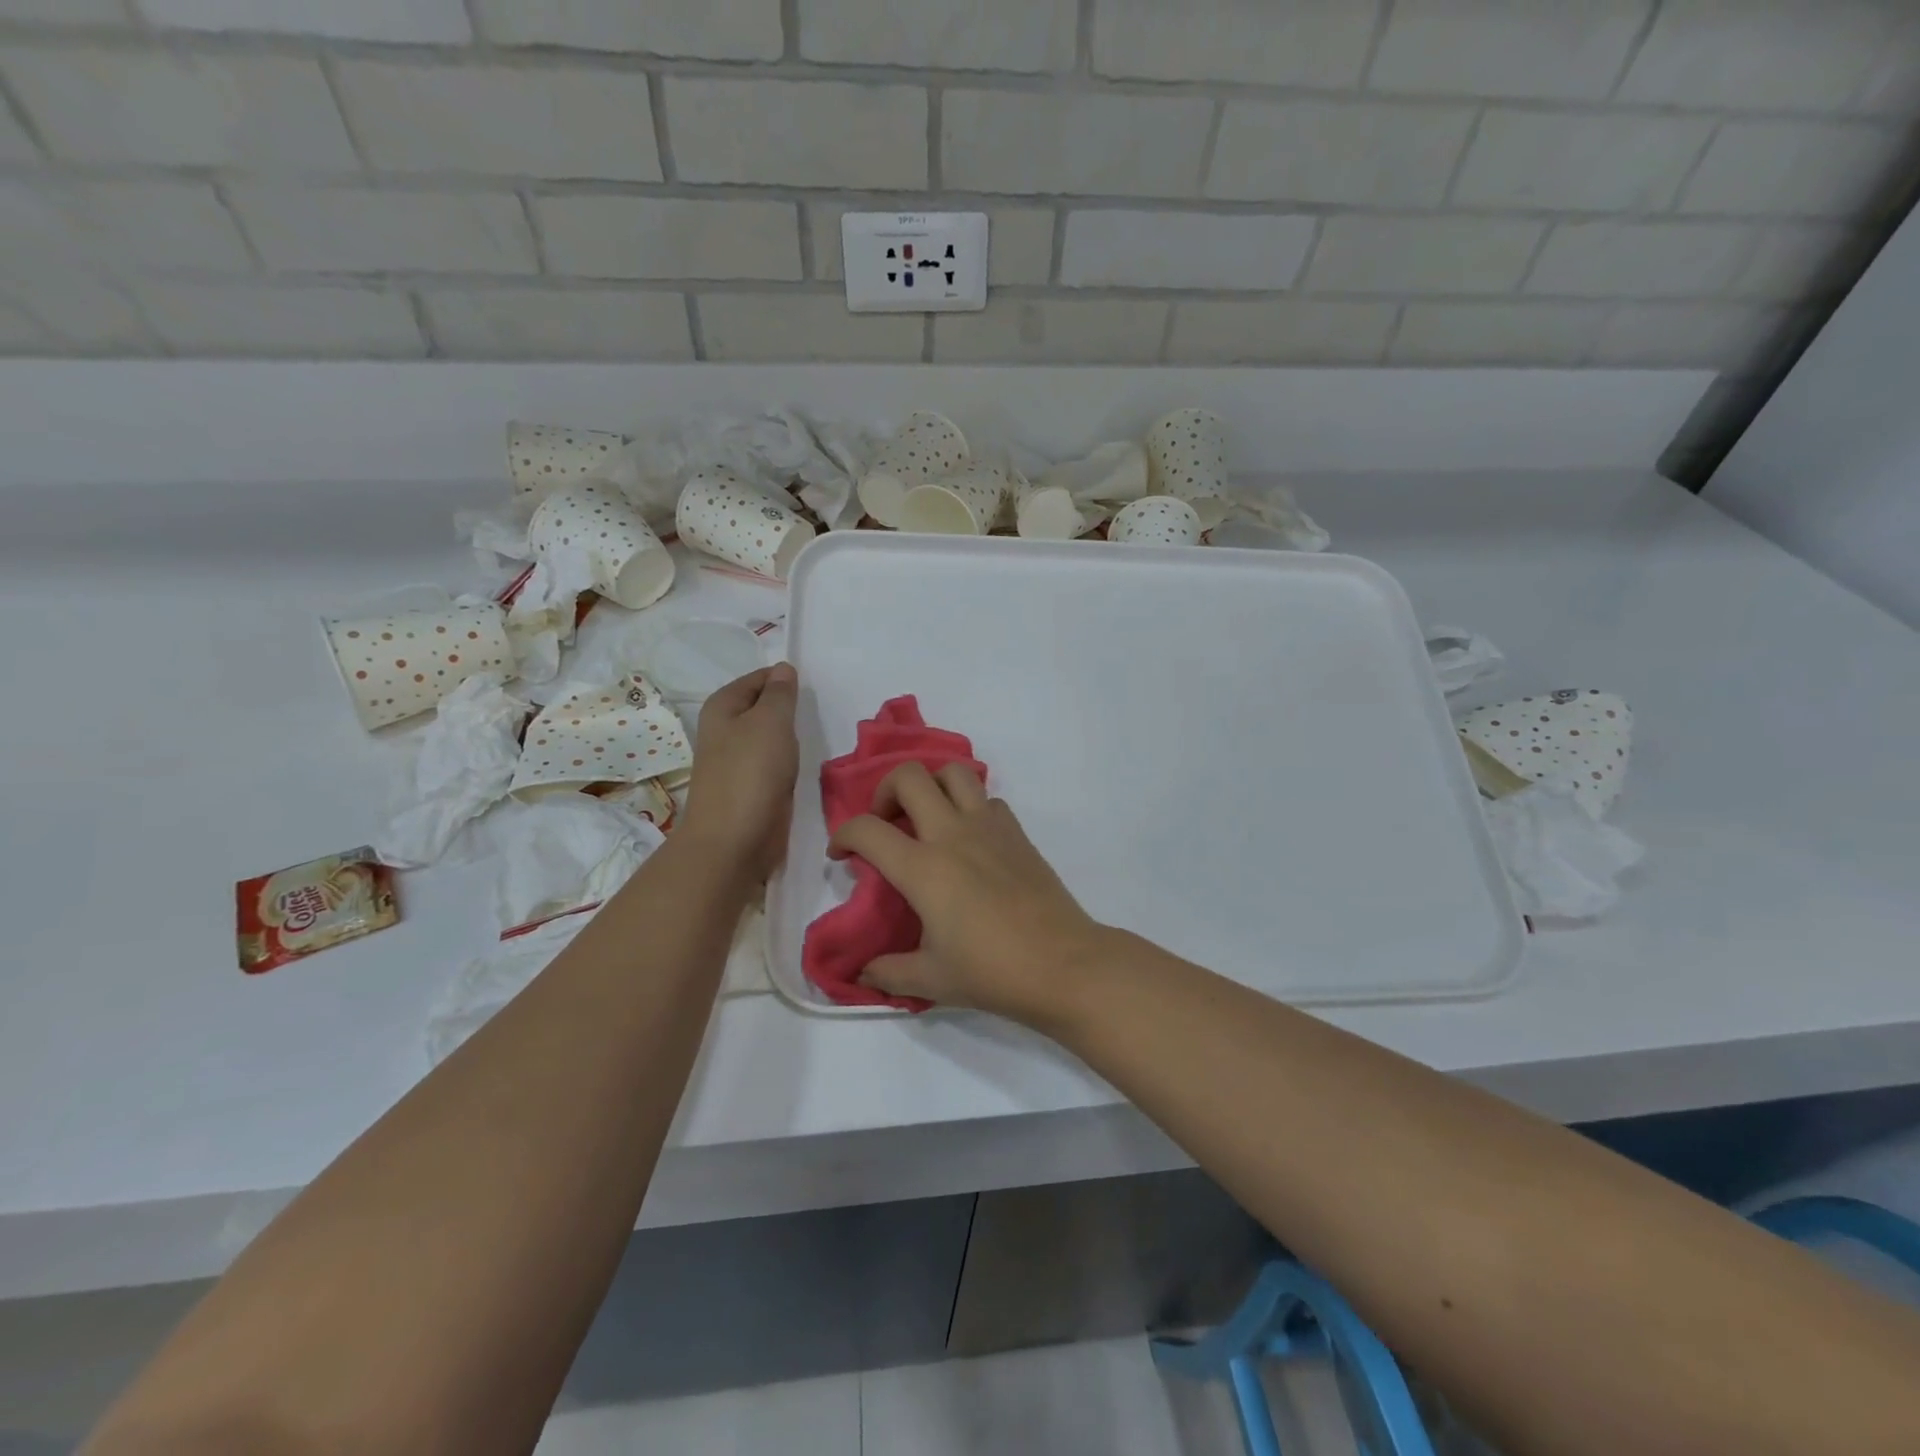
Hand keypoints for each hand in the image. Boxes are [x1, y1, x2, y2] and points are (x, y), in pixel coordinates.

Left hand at [678, 664, 798, 882]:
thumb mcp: (771, 721)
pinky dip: (788, 764)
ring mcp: (736, 761)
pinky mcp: (750, 788)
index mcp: (722, 707)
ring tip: (813, 738)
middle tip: (817, 713)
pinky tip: (802, 767)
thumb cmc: (751, 772)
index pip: (758, 678)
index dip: (784, 679)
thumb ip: (780, 693)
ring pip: (770, 738)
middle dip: (788, 709)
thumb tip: (783, 669)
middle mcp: (724, 730)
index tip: (813, 689)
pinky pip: (773, 765)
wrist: (734, 840)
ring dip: (790, 739)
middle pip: (763, 707)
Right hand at [829, 762, 1108, 1024]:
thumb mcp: (931, 980)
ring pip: (954, 772)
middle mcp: (952, 834)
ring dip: (931, 785)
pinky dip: (969, 805)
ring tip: (926, 817)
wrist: (1063, 964)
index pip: (867, 829)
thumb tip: (862, 973)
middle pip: (909, 776)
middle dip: (884, 791)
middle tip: (886, 822)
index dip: (843, 835)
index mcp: (923, 868)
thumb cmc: (992, 972)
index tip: (841, 855)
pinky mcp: (1017, 832)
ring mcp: (989, 827)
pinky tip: (969, 839)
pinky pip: (987, 798)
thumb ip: (887, 973)